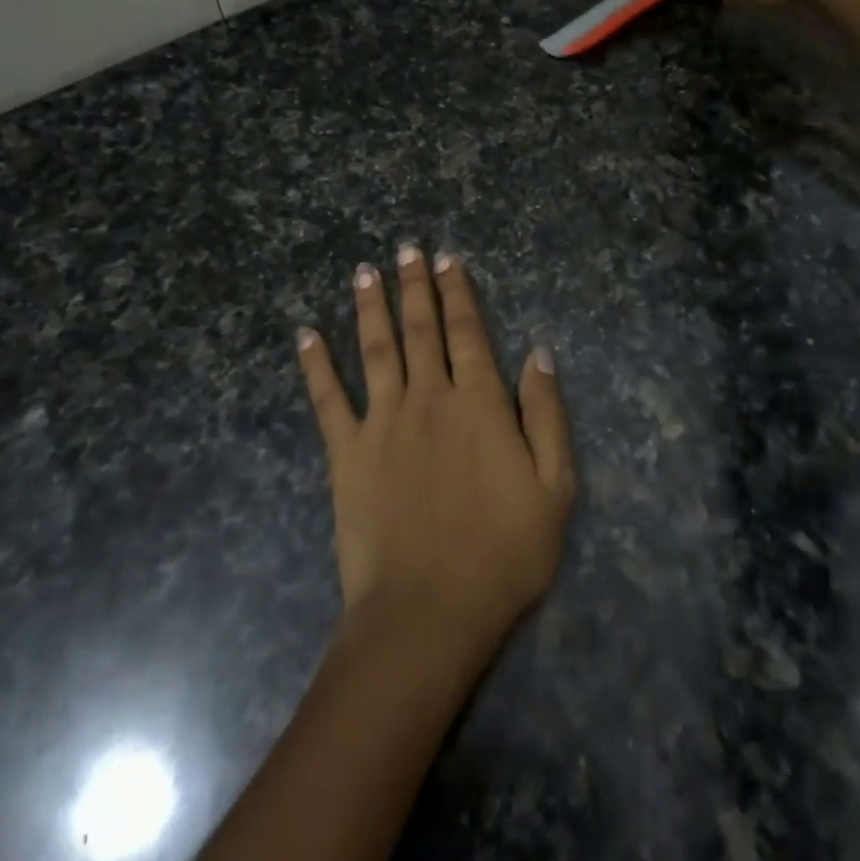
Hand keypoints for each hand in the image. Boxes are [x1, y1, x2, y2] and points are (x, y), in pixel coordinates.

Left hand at [296, 246, 575, 652]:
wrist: (429, 611)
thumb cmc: (503, 553)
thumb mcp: (555, 488)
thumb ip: (546, 415)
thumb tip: (539, 353)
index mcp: (479, 403)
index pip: (468, 332)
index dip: (459, 293)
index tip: (448, 260)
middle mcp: (428, 398)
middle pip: (420, 329)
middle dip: (414, 286)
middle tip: (405, 249)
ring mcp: (383, 422)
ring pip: (375, 348)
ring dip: (370, 307)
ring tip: (364, 271)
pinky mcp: (346, 453)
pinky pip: (327, 398)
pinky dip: (315, 364)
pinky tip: (305, 334)